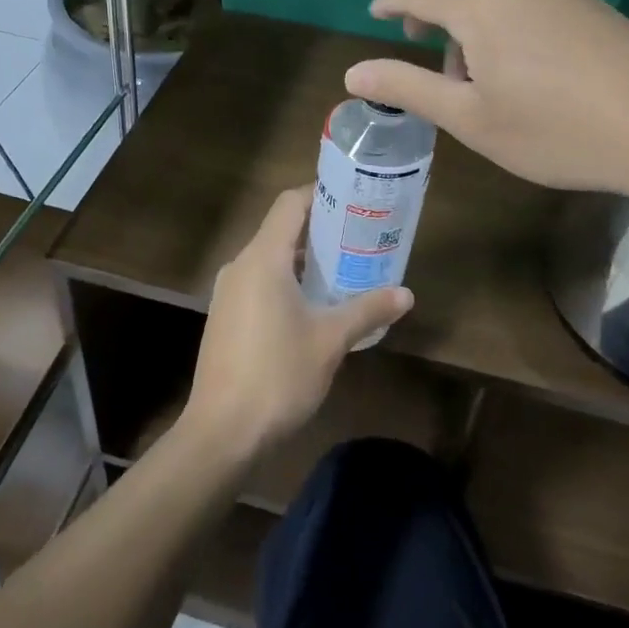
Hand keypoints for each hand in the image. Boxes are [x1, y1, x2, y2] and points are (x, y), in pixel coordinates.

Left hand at [182, 186, 412, 464]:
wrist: (222, 432)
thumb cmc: (278, 375)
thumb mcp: (331, 341)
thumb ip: (367, 310)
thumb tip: (406, 294)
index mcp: (263, 258)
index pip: (290, 204)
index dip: (321, 195)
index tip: (354, 203)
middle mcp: (240, 266)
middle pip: (281, 230)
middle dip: (321, 232)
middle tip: (360, 240)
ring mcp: (228, 293)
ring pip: (270, 259)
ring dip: (305, 262)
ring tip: (344, 273)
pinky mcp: (225, 317)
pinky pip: (259, 283)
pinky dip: (286, 283)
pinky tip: (313, 308)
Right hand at [345, 0, 628, 197]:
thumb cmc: (555, 130)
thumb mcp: (469, 118)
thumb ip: (407, 88)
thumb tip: (353, 74)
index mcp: (477, 1)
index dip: (389, 1)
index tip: (375, 17)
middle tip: (419, 42)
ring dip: (463, 3)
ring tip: (470, 63)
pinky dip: (496, 5)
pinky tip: (514, 54)